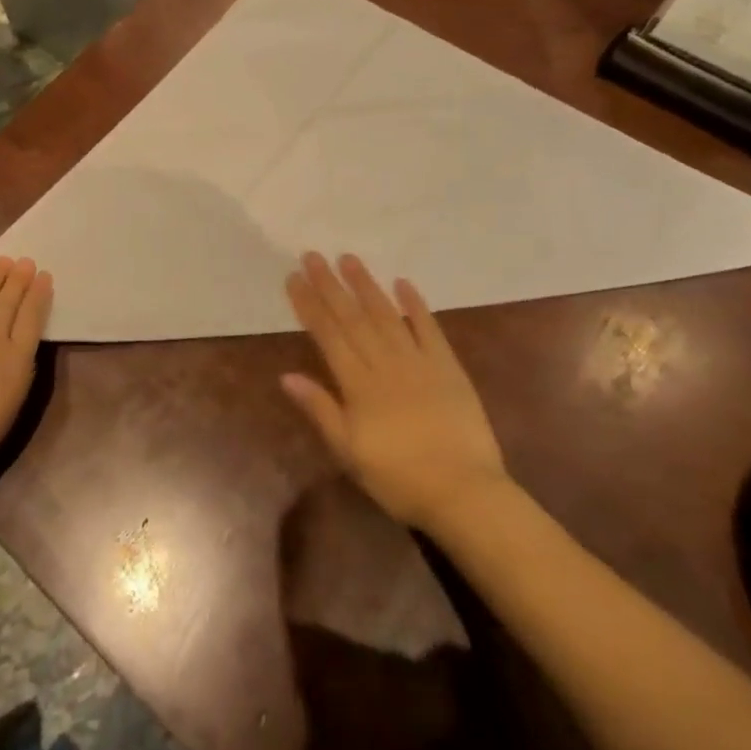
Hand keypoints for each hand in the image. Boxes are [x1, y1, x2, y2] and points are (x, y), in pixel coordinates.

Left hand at [0, 257, 52, 499]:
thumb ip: (16, 369)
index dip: (38, 294)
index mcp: (15, 361)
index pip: (32, 317)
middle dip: (18, 279)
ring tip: (2, 262)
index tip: (43, 276)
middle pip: (7, 301)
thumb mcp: (9, 405)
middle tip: (25, 262)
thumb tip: (12, 343)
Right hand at [282, 253, 507, 532]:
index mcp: (359, 385)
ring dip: (366, 286)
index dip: (309, 305)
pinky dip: (416, 305)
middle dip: (330, 285)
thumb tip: (286, 375)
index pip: (328, 335)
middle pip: (353, 318)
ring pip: (387, 315)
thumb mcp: (349, 452)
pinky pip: (429, 329)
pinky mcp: (448, 367)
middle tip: (313, 256)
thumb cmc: (399, 479)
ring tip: (349, 259)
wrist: (464, 493)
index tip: (294, 277)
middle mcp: (385, 364)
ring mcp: (419, 362)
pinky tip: (403, 283)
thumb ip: (320, 409)